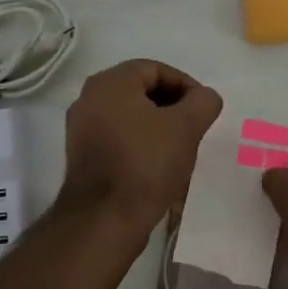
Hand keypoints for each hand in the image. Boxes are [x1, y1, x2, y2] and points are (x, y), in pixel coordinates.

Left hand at [57, 59, 222, 231]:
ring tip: (181, 147)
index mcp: (110, 83)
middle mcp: (89, 99)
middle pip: (141, 91)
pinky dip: (140, 143)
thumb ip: (203, 102)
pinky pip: (118, 138)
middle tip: (195, 127)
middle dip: (172, 106)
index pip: (156, 69)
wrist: (105, 219)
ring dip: (158, 126)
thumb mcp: (187, 127)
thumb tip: (205, 97)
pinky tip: (159, 165)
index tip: (204, 109)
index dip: (186, 85)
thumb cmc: (146, 163)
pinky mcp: (83, 156)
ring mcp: (82, 129)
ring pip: (130, 116)